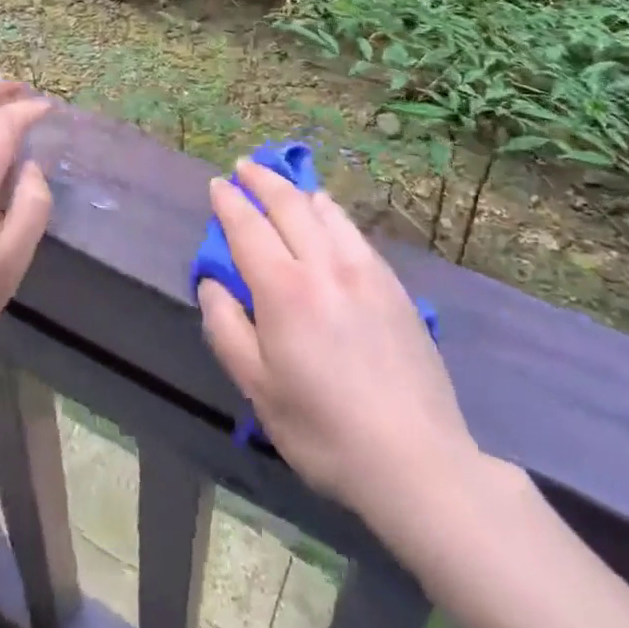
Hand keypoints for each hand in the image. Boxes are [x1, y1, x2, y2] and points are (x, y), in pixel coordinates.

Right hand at [198, 160, 477, 518]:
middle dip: (261, 180)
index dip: (229, 202)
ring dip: (297, 191)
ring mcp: (364, 269)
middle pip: (287, 204)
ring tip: (283, 186)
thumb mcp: (258, 389)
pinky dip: (330, 212)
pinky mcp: (392, 284)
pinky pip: (353, 230)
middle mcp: (323, 264)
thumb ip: (226, 328)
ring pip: (325, 210)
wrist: (417, 460)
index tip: (217, 185)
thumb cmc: (324, 430)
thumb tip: (212, 283)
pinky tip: (328, 216)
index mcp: (284, 289)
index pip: (248, 227)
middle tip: (244, 167)